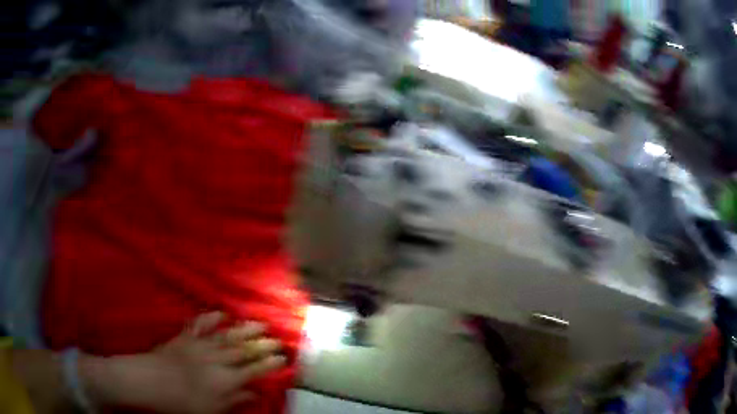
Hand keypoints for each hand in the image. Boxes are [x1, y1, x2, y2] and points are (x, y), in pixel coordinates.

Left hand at [81, 312, 284, 413]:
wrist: (149, 381)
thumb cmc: (181, 403)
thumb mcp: (212, 410)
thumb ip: (235, 401)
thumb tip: (255, 393)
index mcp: (225, 379)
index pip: (254, 370)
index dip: (270, 364)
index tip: (283, 358)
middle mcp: (217, 359)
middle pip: (245, 349)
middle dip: (264, 343)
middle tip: (278, 337)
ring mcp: (200, 344)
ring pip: (228, 334)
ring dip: (246, 328)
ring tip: (261, 323)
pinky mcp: (186, 336)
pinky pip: (202, 323)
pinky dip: (213, 316)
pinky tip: (223, 312)